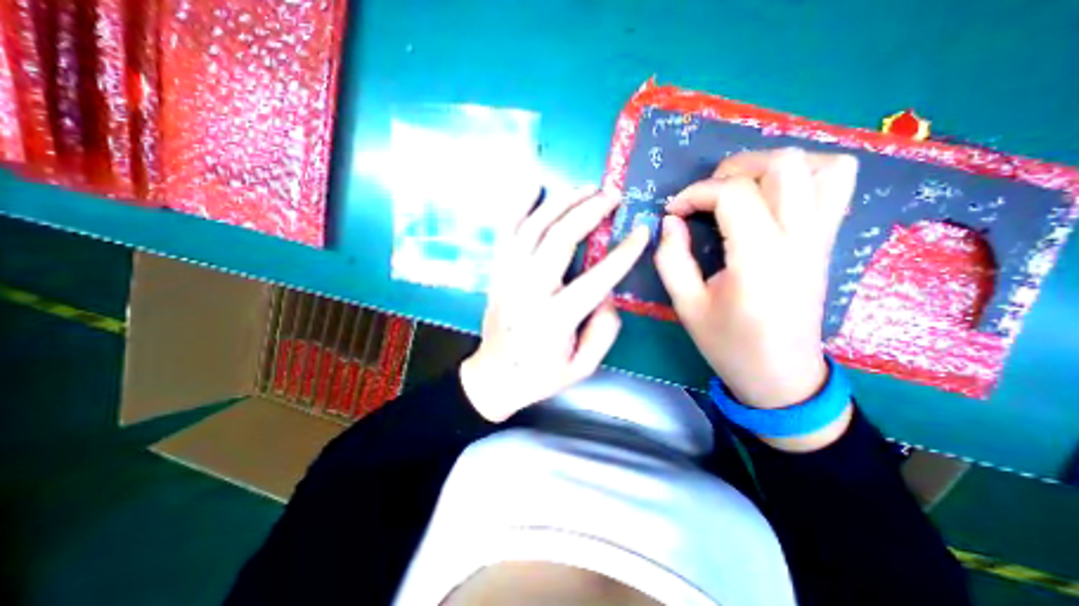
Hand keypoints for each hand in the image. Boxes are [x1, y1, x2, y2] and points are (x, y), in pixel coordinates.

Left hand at [458, 190, 642, 421]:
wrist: (493, 376)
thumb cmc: (539, 376)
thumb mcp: (582, 367)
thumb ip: (603, 331)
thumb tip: (607, 293)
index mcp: (554, 319)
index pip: (596, 278)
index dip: (623, 253)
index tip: (642, 232)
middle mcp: (528, 291)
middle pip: (559, 239)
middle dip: (589, 212)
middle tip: (612, 196)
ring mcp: (508, 278)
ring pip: (531, 228)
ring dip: (559, 202)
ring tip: (585, 187)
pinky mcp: (497, 273)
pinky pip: (506, 233)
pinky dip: (518, 206)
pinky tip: (533, 186)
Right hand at [658, 147, 861, 448]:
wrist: (782, 376)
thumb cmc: (728, 344)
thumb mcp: (686, 306)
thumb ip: (672, 259)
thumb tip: (670, 221)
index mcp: (758, 260)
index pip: (733, 195)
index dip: (696, 193)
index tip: (673, 211)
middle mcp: (798, 240)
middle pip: (781, 166)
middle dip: (732, 169)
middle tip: (705, 196)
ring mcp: (821, 238)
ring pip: (820, 166)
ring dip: (772, 166)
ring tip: (740, 189)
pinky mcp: (828, 242)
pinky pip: (837, 185)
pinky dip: (806, 174)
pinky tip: (773, 196)